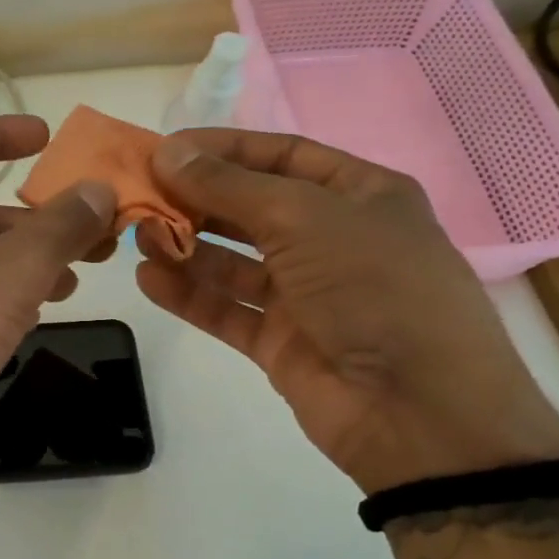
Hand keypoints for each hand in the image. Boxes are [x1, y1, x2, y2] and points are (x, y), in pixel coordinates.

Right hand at [134, 129, 558, 491]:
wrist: (418, 410)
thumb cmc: (374, 286)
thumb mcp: (304, 217)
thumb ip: (229, 186)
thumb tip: (168, 153)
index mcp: (359, 195)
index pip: (281, 155)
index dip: (223, 149)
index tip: (165, 149)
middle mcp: (332, 239)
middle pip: (251, 208)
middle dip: (197, 199)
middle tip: (141, 194)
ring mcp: (305, 294)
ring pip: (233, 261)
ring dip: (186, 246)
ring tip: (139, 237)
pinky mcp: (280, 341)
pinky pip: (226, 308)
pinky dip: (188, 294)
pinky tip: (148, 279)